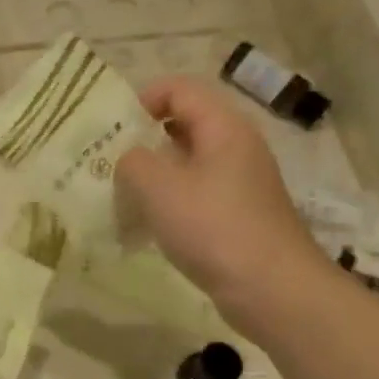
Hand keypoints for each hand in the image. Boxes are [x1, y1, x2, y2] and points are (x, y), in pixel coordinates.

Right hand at [115, 77, 333, 335]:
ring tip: (121, 197)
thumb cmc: (213, 228)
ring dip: (152, 175)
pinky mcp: (236, 215)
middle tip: (108, 163)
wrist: (271, 289)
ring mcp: (239, 183)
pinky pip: (194, 194)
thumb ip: (132, 161)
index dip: (142, 99)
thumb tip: (129, 158)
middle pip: (182, 124)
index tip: (111, 129)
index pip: (179, 89)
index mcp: (223, 127)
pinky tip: (147, 226)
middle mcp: (235, 147)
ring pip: (186, 163)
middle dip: (142, 139)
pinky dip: (168, 202)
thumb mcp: (158, 187)